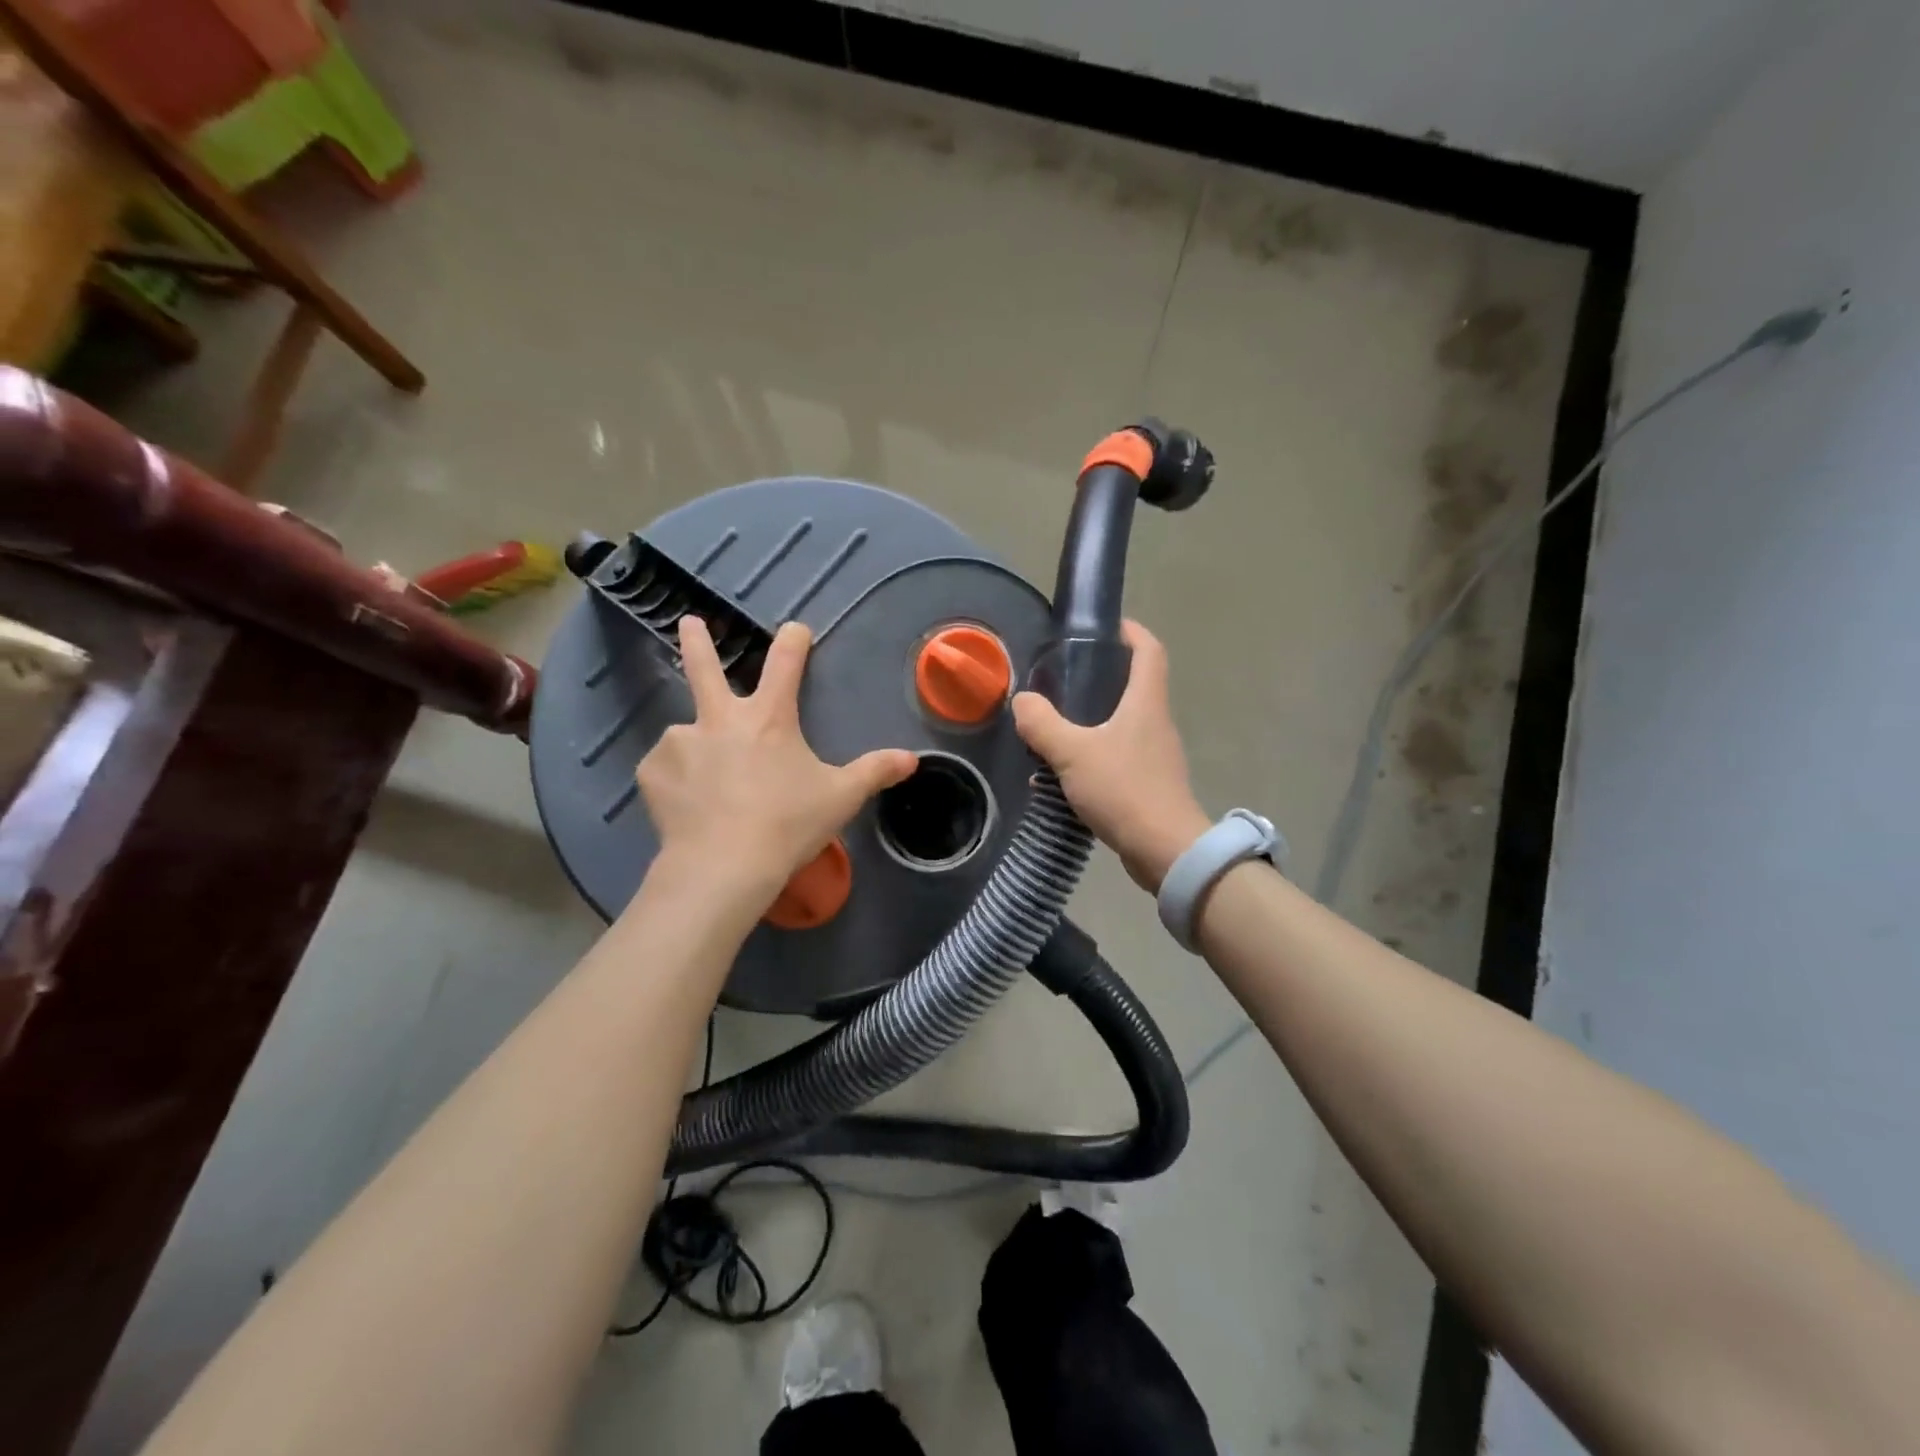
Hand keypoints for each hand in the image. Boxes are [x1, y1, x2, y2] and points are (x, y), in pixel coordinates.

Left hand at [636, 617, 917, 905]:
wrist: (724, 866)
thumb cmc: (789, 824)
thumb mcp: (841, 797)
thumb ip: (875, 772)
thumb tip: (913, 759)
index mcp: (769, 718)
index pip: (785, 664)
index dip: (793, 642)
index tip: (795, 629)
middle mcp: (720, 719)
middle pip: (705, 668)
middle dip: (698, 641)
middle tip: (689, 622)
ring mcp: (681, 742)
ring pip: (687, 733)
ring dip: (697, 745)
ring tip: (706, 784)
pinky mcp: (652, 773)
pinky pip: (665, 768)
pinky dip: (675, 779)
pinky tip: (686, 804)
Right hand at [1012, 620, 1209, 890]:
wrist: (1164, 851)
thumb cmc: (1123, 790)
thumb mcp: (1072, 752)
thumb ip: (1042, 724)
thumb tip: (1022, 701)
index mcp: (1145, 703)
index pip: (1149, 650)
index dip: (1131, 631)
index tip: (1105, 626)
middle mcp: (1155, 723)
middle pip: (1134, 686)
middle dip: (1101, 678)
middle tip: (1062, 679)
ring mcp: (1155, 756)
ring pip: (1122, 725)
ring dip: (1091, 721)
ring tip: (1053, 728)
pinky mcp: (1149, 785)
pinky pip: (1117, 758)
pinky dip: (1092, 756)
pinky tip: (1062, 774)